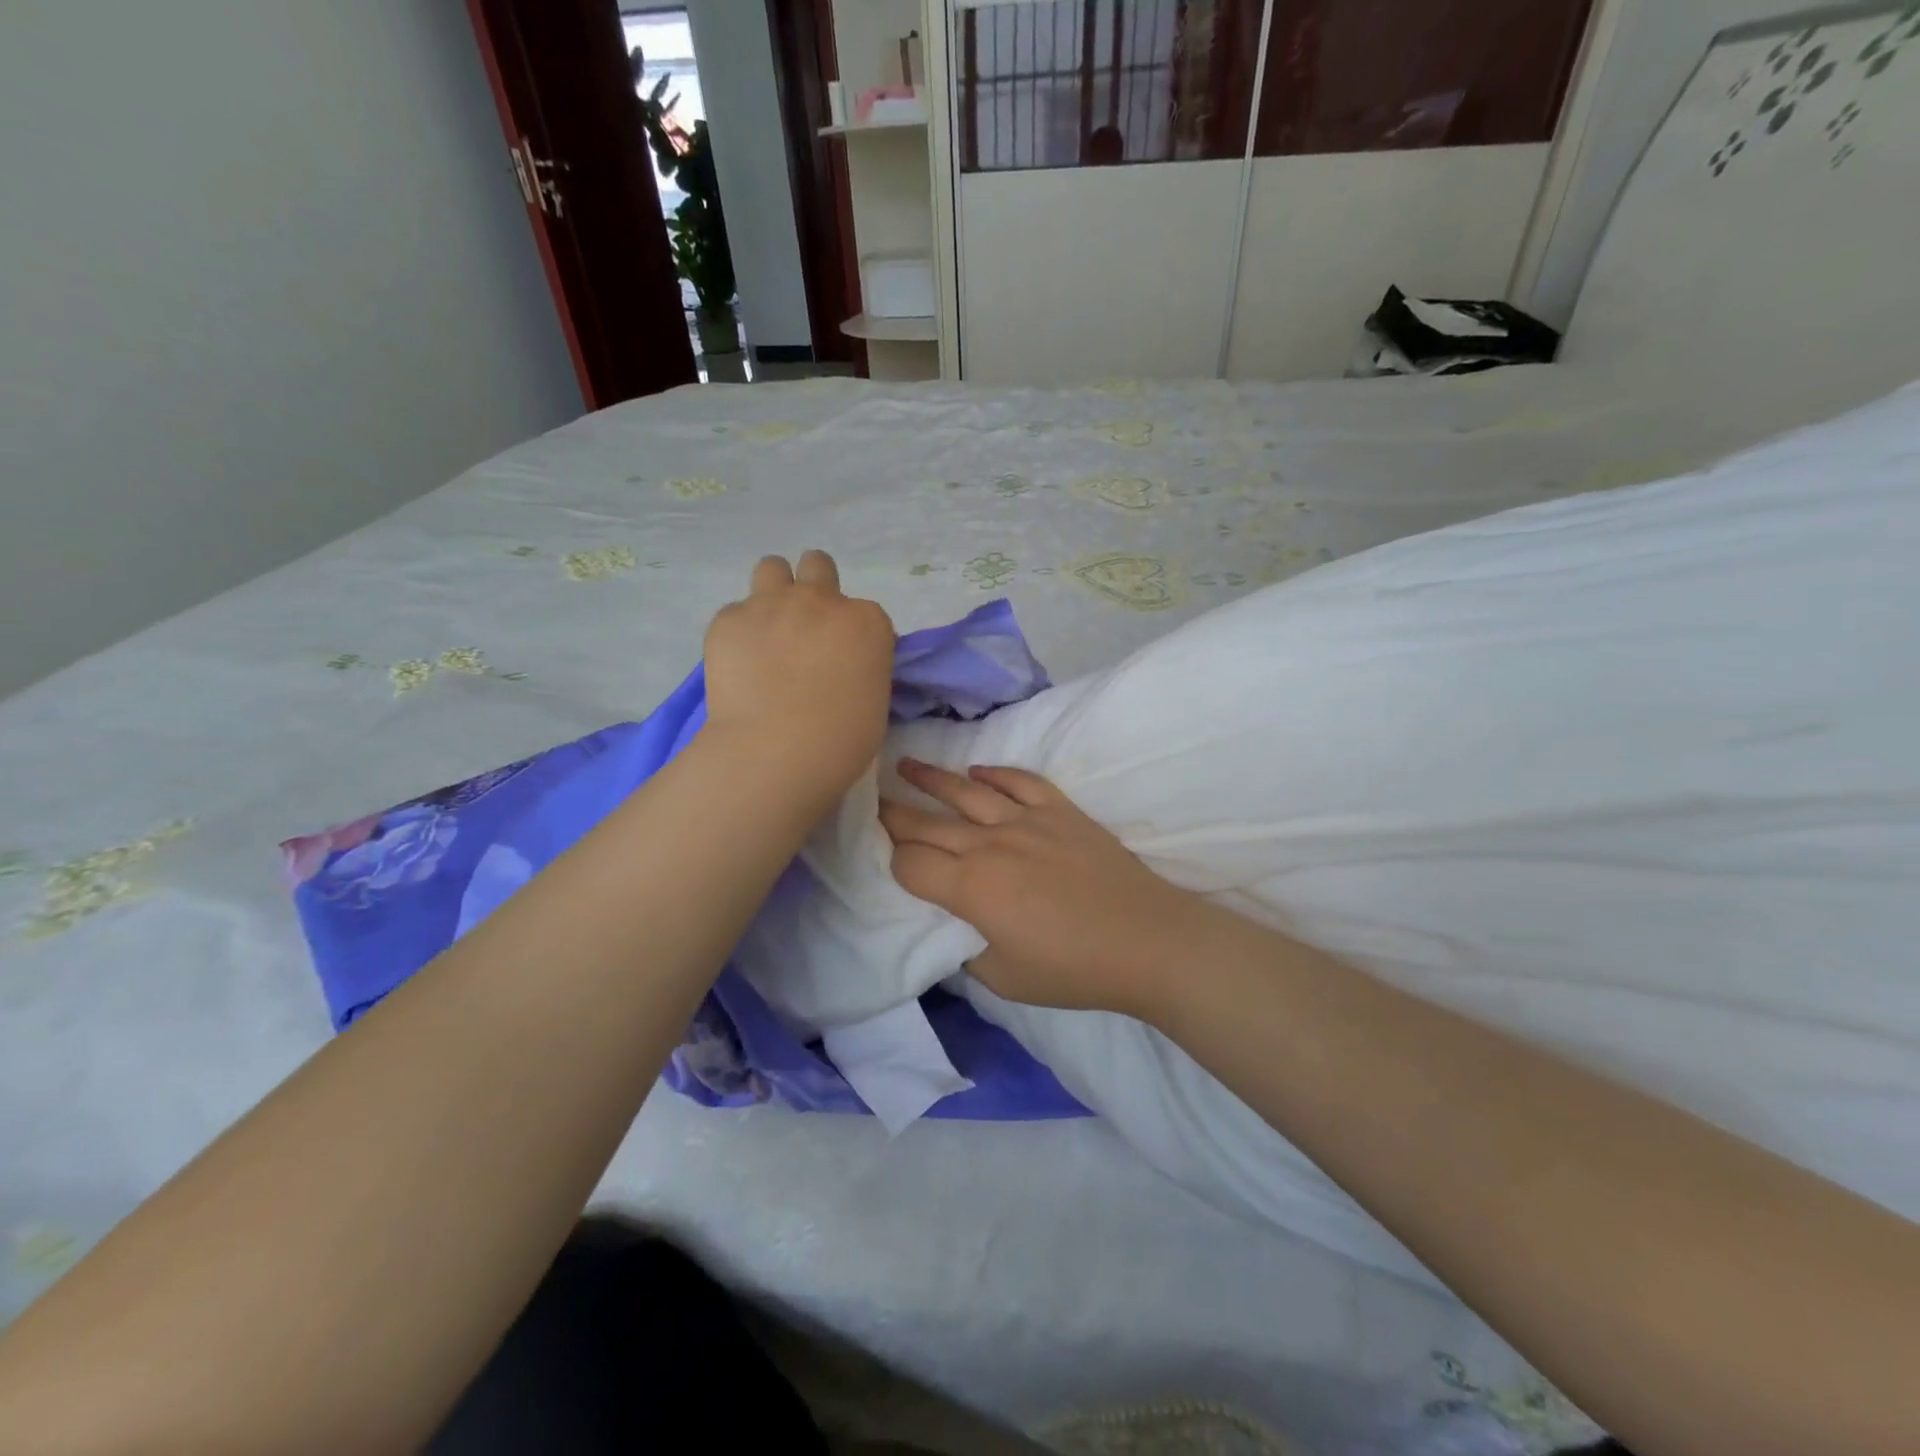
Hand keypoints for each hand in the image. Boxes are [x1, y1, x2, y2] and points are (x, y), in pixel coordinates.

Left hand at [703, 551, 894, 807]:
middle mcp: (821, 600)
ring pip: (772, 567)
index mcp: (867, 622)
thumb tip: (842, 668)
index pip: (865, 613)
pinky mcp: (728, 619)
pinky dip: (739, 633)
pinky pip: (735, 613)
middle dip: (814, 588)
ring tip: (768, 630)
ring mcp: (771, 604)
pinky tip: (739, 665)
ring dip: (774, 591)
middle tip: (806, 628)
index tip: (845, 663)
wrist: (775, 753)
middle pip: (818, 566)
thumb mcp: (874, 702)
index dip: (854, 636)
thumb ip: (862, 669)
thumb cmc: (840, 742)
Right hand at [880, 760, 1215, 1017]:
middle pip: (929, 823)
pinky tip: (978, 771)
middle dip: (895, 814)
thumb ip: (967, 950)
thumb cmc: (1072, 969)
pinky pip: (1020, 782)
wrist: (1146, 941)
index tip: (887, 861)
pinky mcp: (1061, 811)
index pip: (911, 865)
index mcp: (971, 888)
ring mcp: (1028, 821)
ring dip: (933, 778)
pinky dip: (996, 773)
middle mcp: (990, 844)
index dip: (892, 863)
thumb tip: (956, 928)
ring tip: (906, 765)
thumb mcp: (1004, 979)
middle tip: (871, 800)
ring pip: (968, 791)